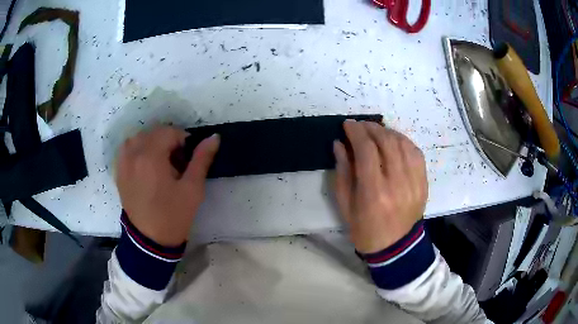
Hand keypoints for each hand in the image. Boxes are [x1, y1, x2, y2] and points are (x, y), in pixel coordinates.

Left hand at [116, 126, 219, 246]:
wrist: (150, 241)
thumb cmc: (173, 216)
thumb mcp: (192, 189)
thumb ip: (202, 159)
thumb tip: (215, 137)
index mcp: (150, 157)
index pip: (169, 132)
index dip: (183, 140)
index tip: (188, 157)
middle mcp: (133, 154)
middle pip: (153, 132)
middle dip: (168, 141)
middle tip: (177, 162)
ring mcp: (123, 162)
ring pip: (139, 138)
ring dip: (152, 144)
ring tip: (160, 163)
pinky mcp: (119, 172)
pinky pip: (127, 149)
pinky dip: (138, 150)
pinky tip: (146, 165)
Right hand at [333, 120, 427, 253]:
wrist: (396, 247)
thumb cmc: (365, 229)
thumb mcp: (345, 206)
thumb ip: (342, 172)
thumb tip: (340, 144)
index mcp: (374, 192)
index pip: (366, 150)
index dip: (356, 132)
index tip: (348, 124)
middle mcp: (397, 183)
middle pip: (386, 142)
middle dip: (371, 128)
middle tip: (360, 126)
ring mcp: (414, 182)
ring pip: (403, 144)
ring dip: (387, 132)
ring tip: (376, 131)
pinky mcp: (424, 182)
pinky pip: (416, 153)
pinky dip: (404, 142)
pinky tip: (394, 141)